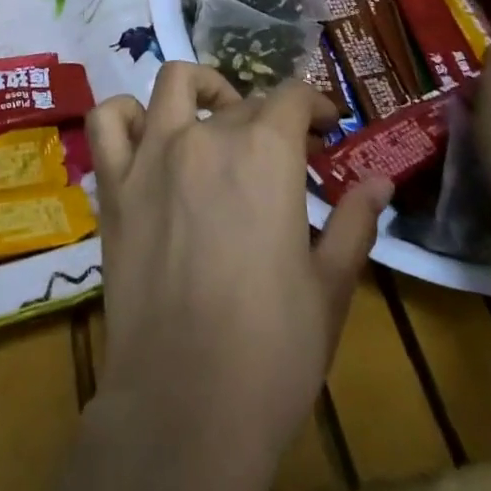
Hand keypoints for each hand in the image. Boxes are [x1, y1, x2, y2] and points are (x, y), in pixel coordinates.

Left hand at [48, 63, 389, 490]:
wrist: (186, 407)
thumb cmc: (272, 352)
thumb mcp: (330, 288)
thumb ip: (354, 222)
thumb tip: (381, 181)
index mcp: (265, 154)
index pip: (293, 98)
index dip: (316, 105)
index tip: (328, 128)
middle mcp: (206, 137)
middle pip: (242, 100)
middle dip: (271, 117)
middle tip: (285, 153)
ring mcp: (152, 155)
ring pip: (173, 83)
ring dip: (201, 91)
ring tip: (215, 117)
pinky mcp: (114, 185)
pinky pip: (108, 122)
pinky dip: (126, 114)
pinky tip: (148, 135)